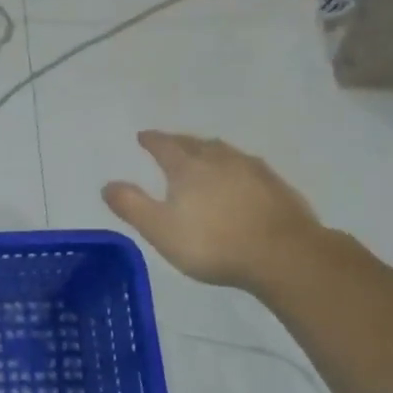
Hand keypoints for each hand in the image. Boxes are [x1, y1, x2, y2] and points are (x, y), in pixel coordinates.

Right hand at [102, 130, 320, 289]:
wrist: (284, 256)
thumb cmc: (214, 244)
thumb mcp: (160, 230)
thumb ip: (132, 205)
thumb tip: (107, 184)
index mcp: (189, 168)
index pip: (165, 146)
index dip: (152, 140)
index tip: (143, 136)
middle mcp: (221, 160)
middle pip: (196, 143)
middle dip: (180, 142)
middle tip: (170, 143)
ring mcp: (253, 170)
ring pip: (225, 152)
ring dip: (209, 150)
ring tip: (204, 155)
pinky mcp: (278, 187)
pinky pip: (249, 168)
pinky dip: (236, 168)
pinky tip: (241, 179)